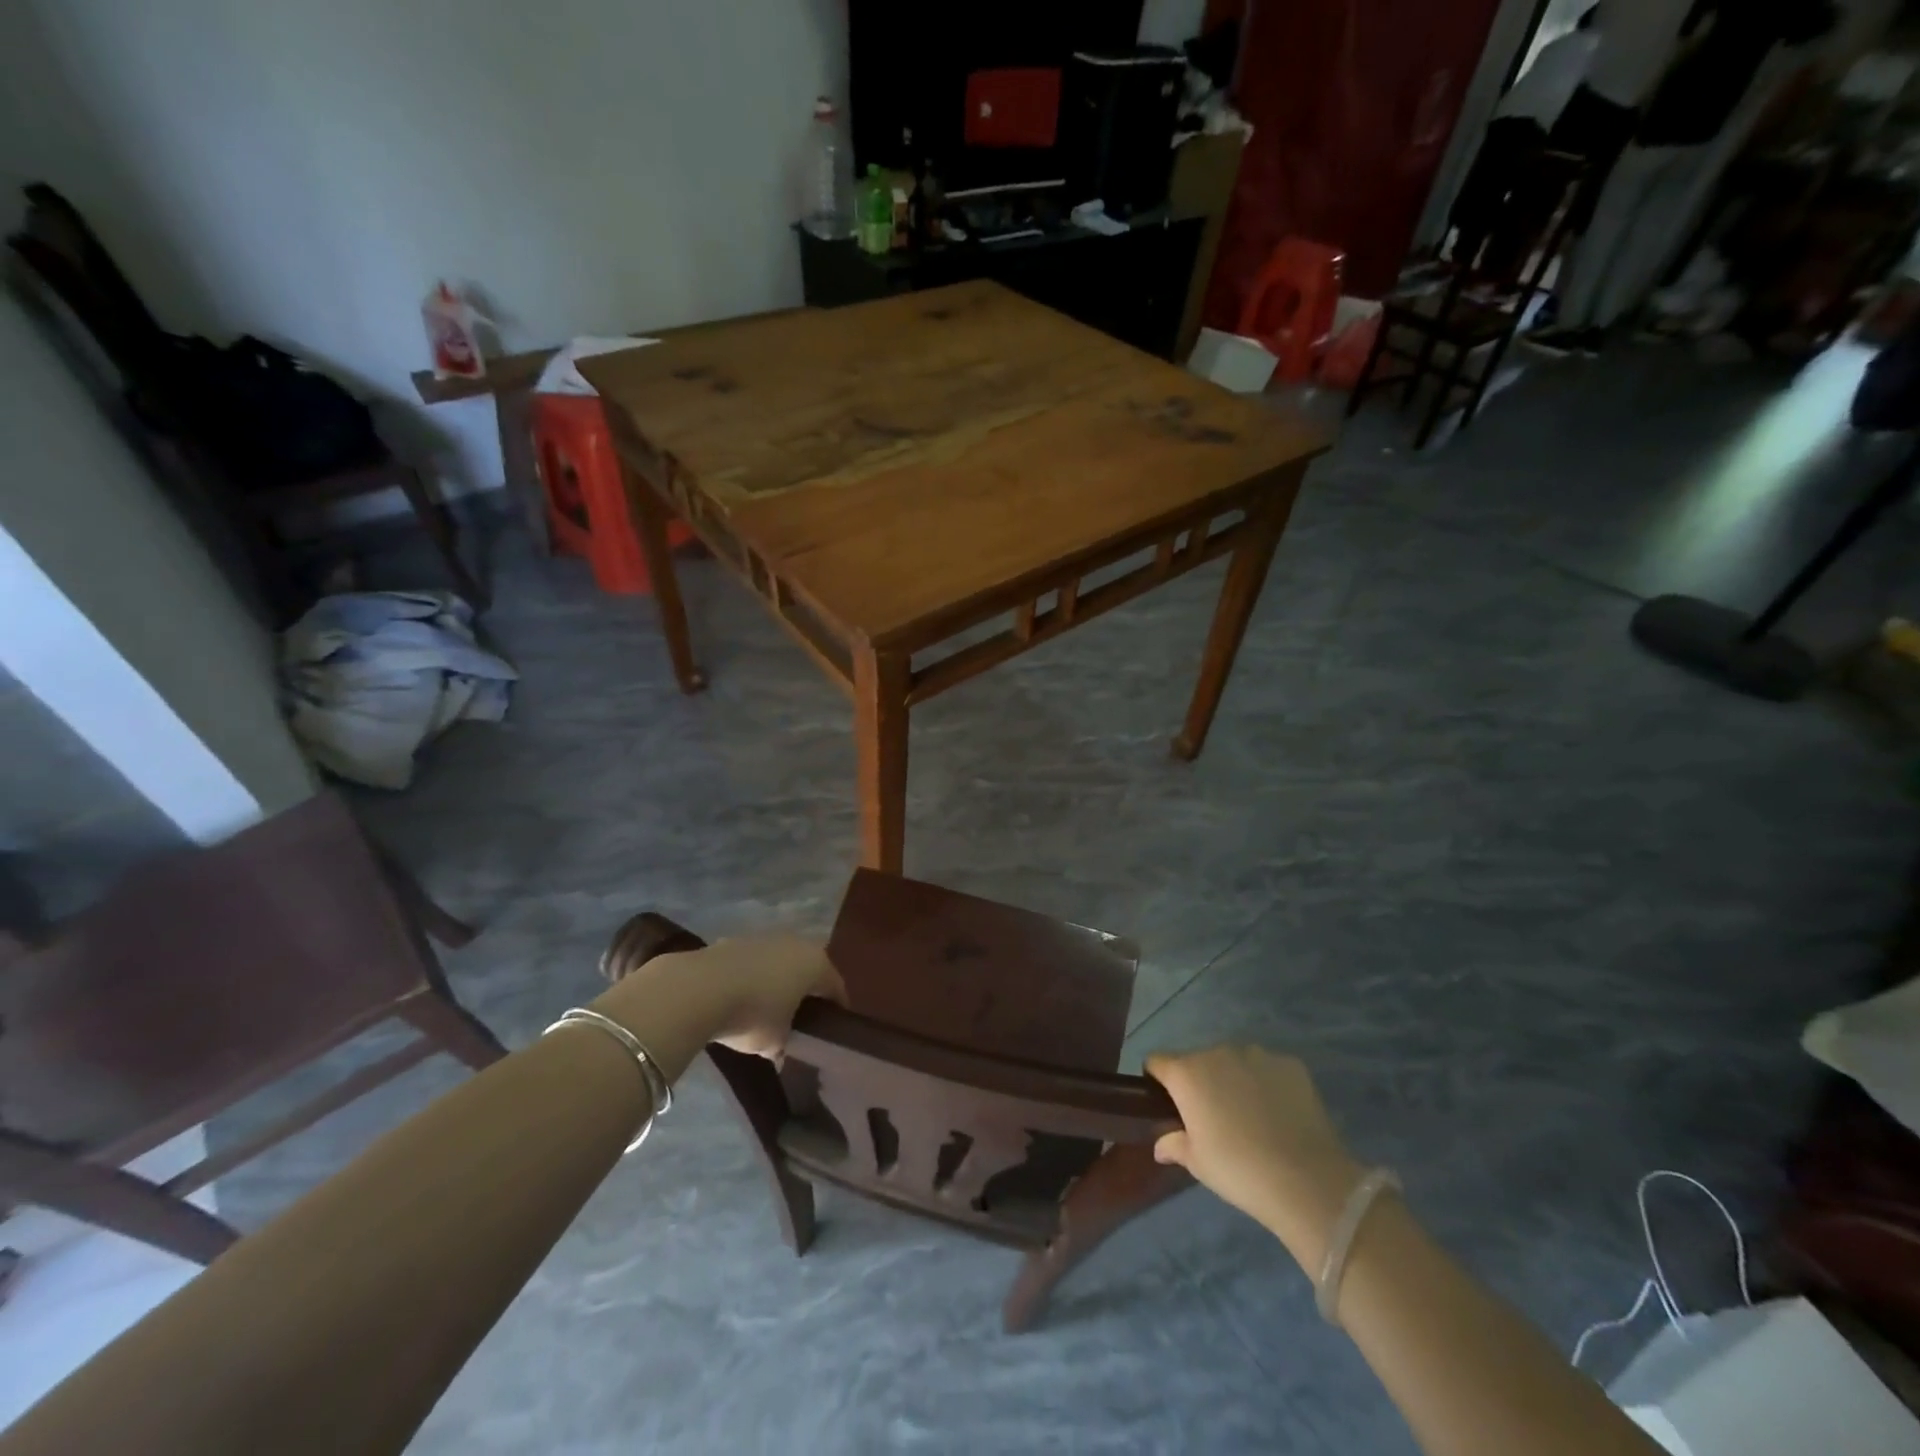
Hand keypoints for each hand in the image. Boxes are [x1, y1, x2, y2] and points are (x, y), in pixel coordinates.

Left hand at [697, 935, 846, 1060]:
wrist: (699, 989)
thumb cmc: (754, 1014)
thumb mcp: (775, 1041)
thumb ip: (784, 1045)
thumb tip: (780, 1052)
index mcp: (816, 964)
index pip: (835, 986)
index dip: (836, 1007)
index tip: (833, 1026)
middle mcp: (795, 943)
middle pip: (807, 969)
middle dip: (805, 991)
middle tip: (801, 1017)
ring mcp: (763, 938)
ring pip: (778, 963)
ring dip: (776, 982)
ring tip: (767, 1009)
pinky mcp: (733, 941)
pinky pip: (752, 964)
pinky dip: (751, 978)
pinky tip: (739, 999)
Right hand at [1146, 1045, 1362, 1269]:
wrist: (1308, 1181)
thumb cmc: (1239, 1170)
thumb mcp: (1197, 1163)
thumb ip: (1173, 1144)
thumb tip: (1161, 1145)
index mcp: (1187, 1073)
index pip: (1157, 1061)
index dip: (1158, 1080)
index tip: (1169, 1105)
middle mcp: (1217, 1052)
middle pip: (1197, 1060)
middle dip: (1201, 1082)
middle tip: (1214, 1118)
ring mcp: (1256, 1054)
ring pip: (1233, 1061)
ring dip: (1233, 1079)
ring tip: (1251, 1116)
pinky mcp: (1290, 1063)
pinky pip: (1267, 1068)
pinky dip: (1266, 1084)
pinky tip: (1279, 1114)